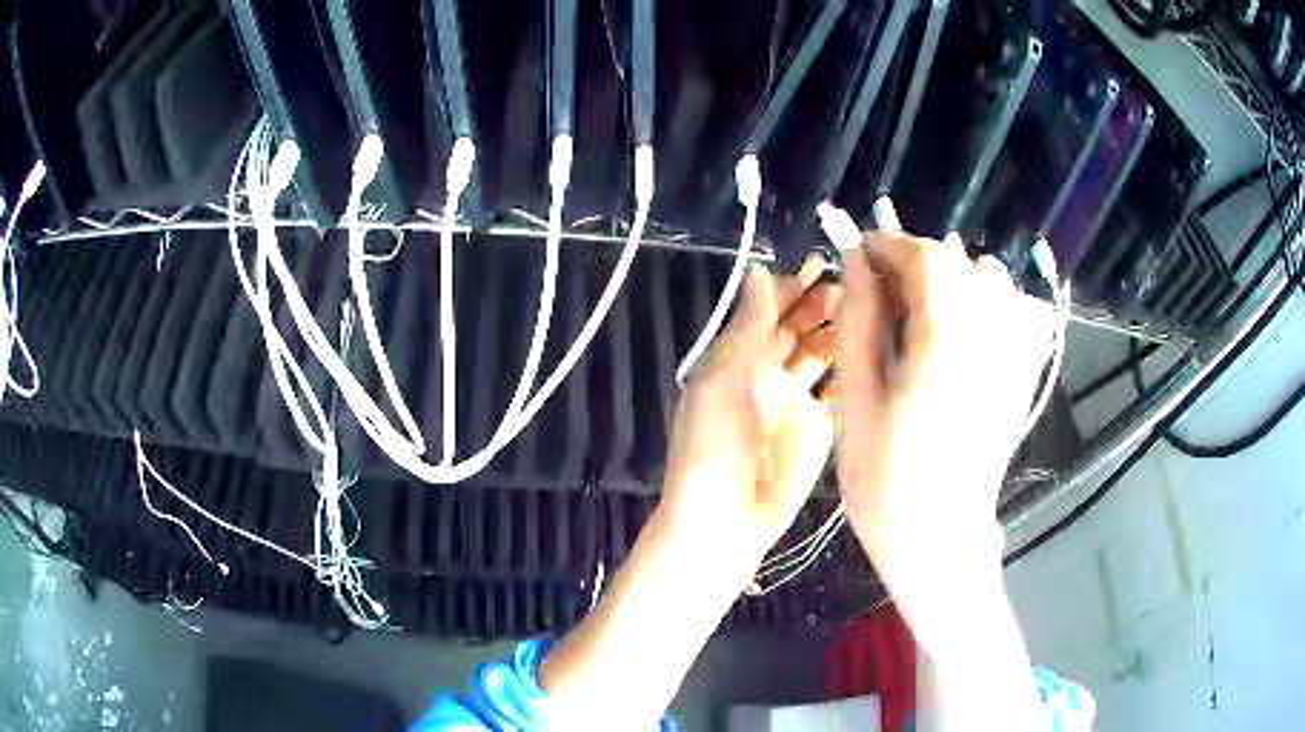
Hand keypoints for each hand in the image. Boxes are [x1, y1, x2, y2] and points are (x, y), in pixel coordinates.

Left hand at [658, 260, 839, 584]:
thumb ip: (747, 329)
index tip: (826, 264)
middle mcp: (767, 373)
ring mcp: (796, 401)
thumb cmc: (714, 448)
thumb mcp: (722, 383)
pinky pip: (837, 391)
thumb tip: (758, 272)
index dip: (794, 287)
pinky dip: (852, 372)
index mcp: (737, 357)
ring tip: (870, 314)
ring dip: (841, 334)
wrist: (726, 522)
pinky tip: (874, 353)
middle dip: (823, 305)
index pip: (769, 310)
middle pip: (799, 328)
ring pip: (822, 356)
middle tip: (856, 290)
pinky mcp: (819, 428)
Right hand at [834, 231, 1053, 650]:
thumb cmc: (886, 479)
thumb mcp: (856, 399)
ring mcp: (1015, 355)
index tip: (856, 255)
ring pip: (990, 280)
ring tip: (921, 314)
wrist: (941, 538)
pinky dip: (985, 303)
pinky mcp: (1022, 374)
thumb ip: (859, 321)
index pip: (926, 256)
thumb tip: (856, 262)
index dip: (888, 244)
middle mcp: (992, 336)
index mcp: (947, 340)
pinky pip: (1014, 311)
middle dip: (914, 263)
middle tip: (879, 295)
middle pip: (959, 262)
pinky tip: (961, 333)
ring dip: (952, 280)